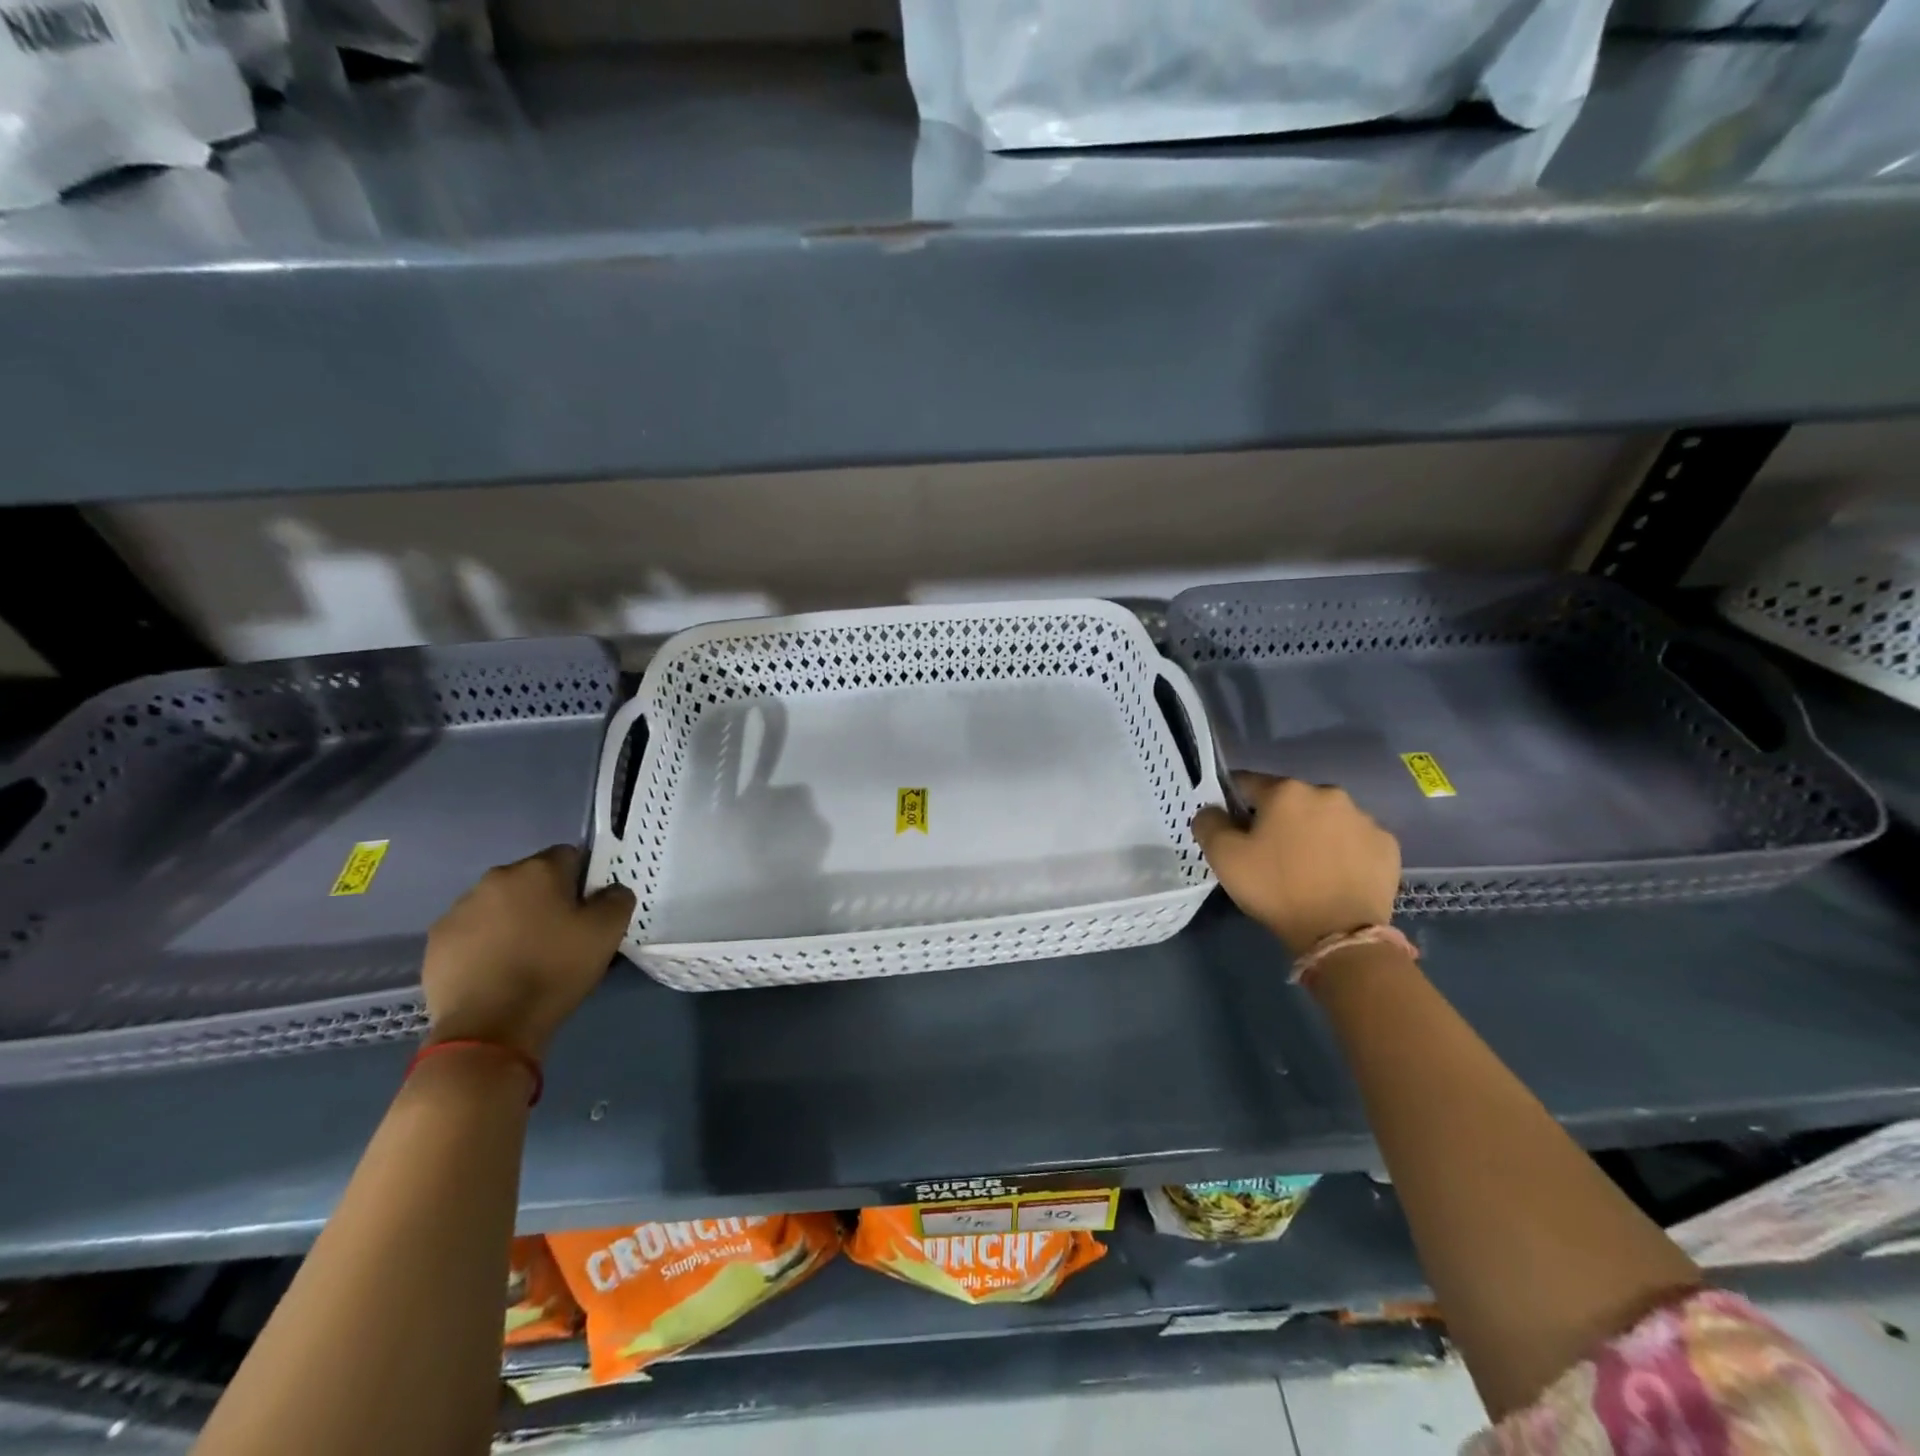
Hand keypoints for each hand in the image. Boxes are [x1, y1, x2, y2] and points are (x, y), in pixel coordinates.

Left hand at [422, 846, 634, 1060]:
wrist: (489, 1026)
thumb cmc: (554, 970)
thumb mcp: (608, 932)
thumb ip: (617, 899)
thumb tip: (609, 890)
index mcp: (538, 870)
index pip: (570, 855)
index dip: (582, 881)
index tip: (586, 911)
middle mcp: (495, 878)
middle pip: (531, 879)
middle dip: (545, 899)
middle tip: (558, 936)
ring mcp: (459, 909)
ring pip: (498, 904)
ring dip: (512, 920)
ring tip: (524, 957)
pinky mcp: (437, 941)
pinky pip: (471, 931)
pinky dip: (484, 943)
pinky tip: (496, 972)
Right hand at [1193, 774, 1400, 954]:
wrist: (1339, 934)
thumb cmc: (1275, 889)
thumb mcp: (1223, 857)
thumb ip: (1208, 823)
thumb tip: (1213, 810)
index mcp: (1286, 791)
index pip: (1247, 783)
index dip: (1234, 804)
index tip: (1233, 829)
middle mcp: (1327, 793)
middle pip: (1290, 800)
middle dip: (1278, 819)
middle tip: (1269, 854)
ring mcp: (1363, 818)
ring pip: (1325, 818)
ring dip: (1313, 833)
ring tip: (1306, 868)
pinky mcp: (1387, 845)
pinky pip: (1354, 840)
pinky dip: (1343, 851)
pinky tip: (1335, 876)